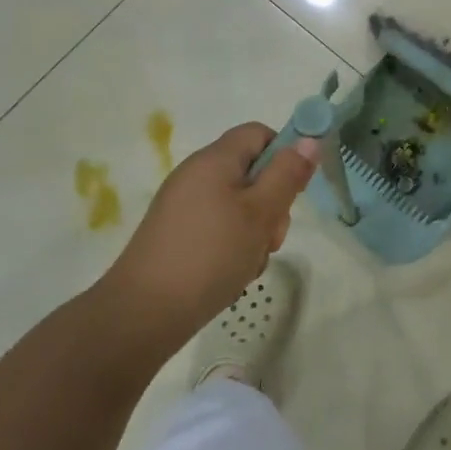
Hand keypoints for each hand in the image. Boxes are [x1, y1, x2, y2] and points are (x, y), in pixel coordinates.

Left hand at [96, 123, 319, 359]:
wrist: (141, 315)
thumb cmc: (209, 255)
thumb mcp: (260, 213)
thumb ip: (287, 174)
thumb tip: (309, 140)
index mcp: (214, 159)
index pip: (259, 133)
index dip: (283, 153)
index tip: (293, 189)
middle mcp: (196, 175)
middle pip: (251, 172)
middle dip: (272, 202)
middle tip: (272, 236)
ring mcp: (183, 207)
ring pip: (239, 205)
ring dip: (255, 230)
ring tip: (250, 261)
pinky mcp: (176, 235)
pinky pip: (218, 228)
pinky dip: (233, 246)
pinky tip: (232, 274)